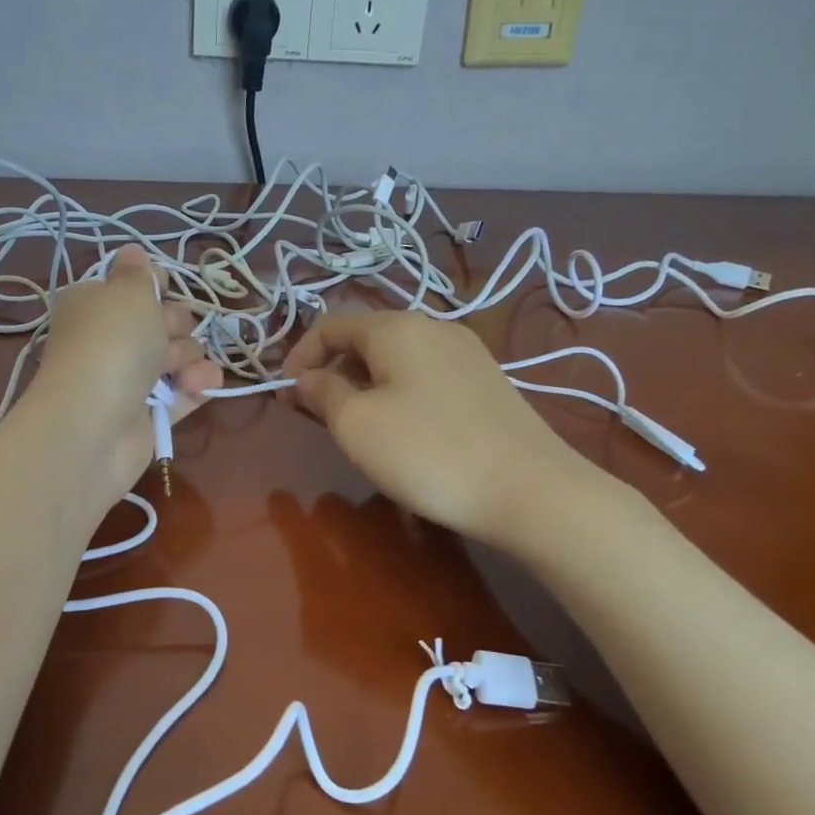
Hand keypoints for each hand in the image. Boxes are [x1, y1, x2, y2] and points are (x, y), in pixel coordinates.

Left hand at [28, 247, 221, 497]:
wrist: (95, 424)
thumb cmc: (111, 344)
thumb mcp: (127, 292)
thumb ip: (138, 272)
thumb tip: (132, 251)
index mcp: (94, 304)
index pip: (134, 286)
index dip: (155, 287)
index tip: (161, 291)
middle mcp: (110, 339)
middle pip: (164, 321)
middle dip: (175, 326)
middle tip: (162, 337)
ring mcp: (130, 379)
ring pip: (180, 356)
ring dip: (189, 358)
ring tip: (176, 372)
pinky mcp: (150, 414)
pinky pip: (187, 391)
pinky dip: (198, 386)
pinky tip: (199, 386)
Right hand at [283, 311, 601, 550]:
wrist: (529, 489)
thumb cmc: (427, 452)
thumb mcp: (357, 425)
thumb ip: (322, 394)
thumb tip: (305, 379)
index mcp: (396, 326)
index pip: (331, 324)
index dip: (299, 356)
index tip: (284, 396)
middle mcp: (433, 327)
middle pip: (365, 339)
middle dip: (332, 371)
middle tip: (315, 415)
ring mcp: (467, 353)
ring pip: (396, 359)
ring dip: (363, 384)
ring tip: (354, 426)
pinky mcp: (487, 382)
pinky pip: (425, 376)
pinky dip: (397, 393)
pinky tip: (402, 431)